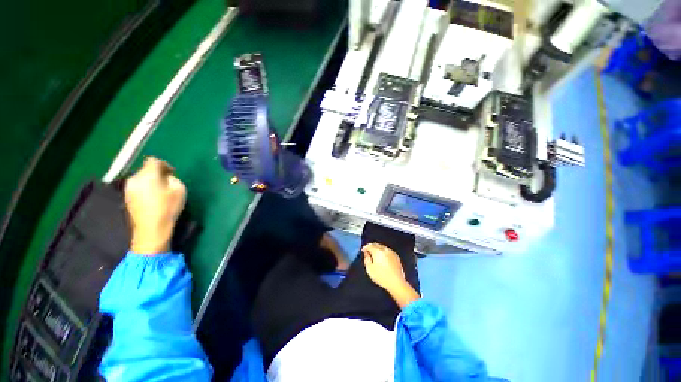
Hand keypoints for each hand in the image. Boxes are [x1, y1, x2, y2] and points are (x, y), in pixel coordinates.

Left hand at [125, 157, 185, 254]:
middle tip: (169, 182)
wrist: (151, 229)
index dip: (164, 164)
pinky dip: (146, 188)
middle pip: (146, 169)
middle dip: (157, 173)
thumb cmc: (168, 208)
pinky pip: (138, 186)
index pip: (154, 161)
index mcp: (147, 175)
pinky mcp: (127, 197)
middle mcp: (134, 179)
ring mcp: (128, 189)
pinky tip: (154, 197)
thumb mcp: (179, 190)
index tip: (173, 173)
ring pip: (141, 178)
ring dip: (151, 181)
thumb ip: (173, 178)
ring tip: (162, 190)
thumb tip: (166, 177)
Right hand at [362, 243, 406, 291]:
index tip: (363, 250)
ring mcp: (392, 252)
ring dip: (378, 249)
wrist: (396, 282)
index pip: (370, 245)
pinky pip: (388, 251)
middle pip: (377, 244)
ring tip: (375, 255)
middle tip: (368, 251)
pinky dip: (384, 252)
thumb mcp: (369, 269)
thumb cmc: (381, 276)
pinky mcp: (396, 256)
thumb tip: (367, 253)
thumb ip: (367, 259)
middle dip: (372, 247)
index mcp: (378, 251)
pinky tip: (383, 258)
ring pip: (383, 247)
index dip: (365, 247)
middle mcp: (385, 249)